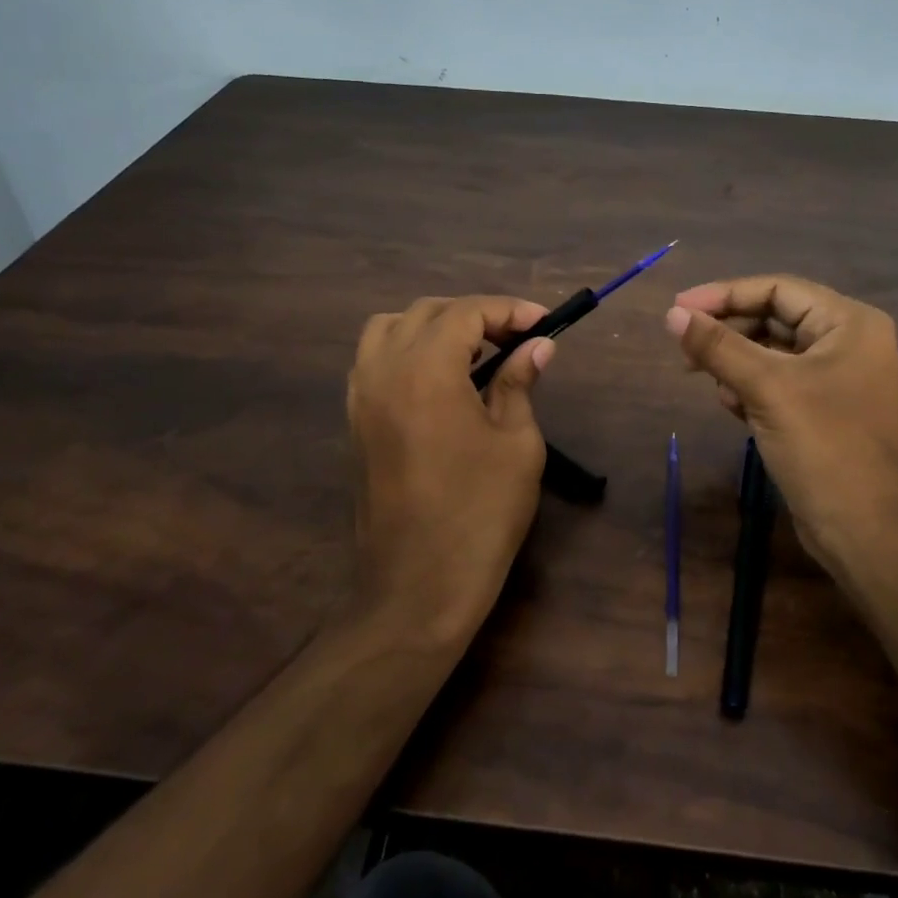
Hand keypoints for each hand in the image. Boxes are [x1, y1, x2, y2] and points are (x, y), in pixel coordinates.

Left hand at [347, 295, 553, 640]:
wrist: (417, 587)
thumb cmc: (480, 514)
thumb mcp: (516, 444)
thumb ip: (519, 383)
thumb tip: (537, 346)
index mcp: (426, 371)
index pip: (466, 313)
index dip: (508, 310)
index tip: (544, 323)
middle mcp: (383, 371)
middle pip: (426, 313)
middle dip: (475, 315)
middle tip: (516, 338)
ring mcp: (360, 397)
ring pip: (389, 329)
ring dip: (433, 327)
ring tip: (473, 352)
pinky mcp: (354, 423)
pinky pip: (374, 362)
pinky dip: (406, 352)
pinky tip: (439, 380)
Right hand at [665, 275, 897, 589]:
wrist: (863, 530)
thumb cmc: (822, 446)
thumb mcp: (765, 388)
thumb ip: (717, 346)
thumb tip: (672, 314)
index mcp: (849, 323)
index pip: (777, 289)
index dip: (724, 295)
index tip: (678, 309)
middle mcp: (849, 342)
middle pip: (775, 318)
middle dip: (729, 333)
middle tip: (685, 350)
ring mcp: (838, 378)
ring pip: (773, 352)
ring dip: (737, 363)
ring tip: (710, 382)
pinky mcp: (825, 409)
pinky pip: (779, 382)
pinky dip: (751, 387)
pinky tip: (732, 405)